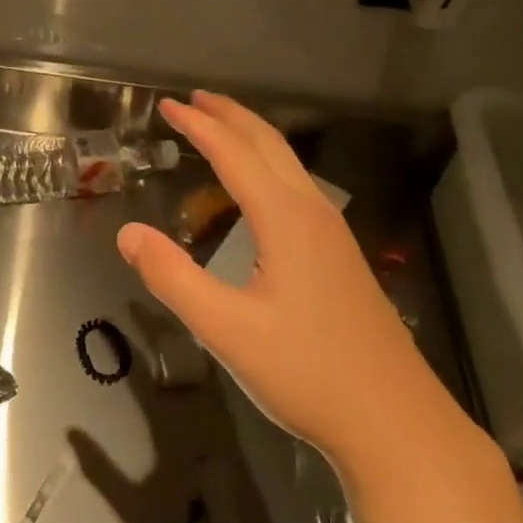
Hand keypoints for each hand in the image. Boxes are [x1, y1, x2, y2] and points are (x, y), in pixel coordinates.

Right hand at [116, 91, 468, 474]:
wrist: (395, 422)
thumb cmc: (307, 373)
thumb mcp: (225, 329)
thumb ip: (172, 278)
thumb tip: (128, 232)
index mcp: (286, 220)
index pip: (235, 154)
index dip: (199, 127)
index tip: (168, 106)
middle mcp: (313, 214)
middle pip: (270, 146)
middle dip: (230, 116)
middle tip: (194, 99)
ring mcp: (333, 236)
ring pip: (289, 166)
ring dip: (252, 139)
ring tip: (220, 130)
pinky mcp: (340, 258)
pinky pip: (298, 190)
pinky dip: (267, 169)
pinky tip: (258, 193)